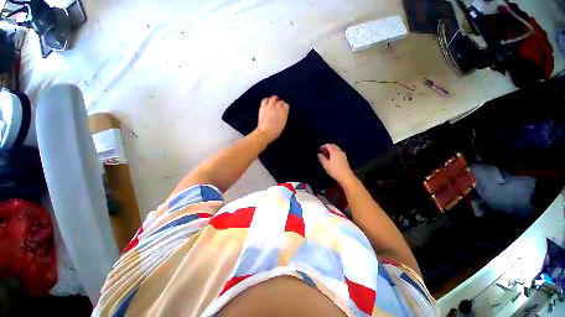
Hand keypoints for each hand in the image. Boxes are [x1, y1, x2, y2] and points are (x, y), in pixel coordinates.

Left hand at [256, 95, 288, 141]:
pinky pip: (265, 100)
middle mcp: (278, 108)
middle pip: (280, 101)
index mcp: (284, 113)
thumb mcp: (283, 124)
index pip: (286, 105)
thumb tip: (283, 113)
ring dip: (274, 99)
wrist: (266, 132)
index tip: (284, 108)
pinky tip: (267, 101)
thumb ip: (284, 116)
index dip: (285, 107)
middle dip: (280, 103)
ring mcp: (270, 106)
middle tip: (279, 105)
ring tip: (274, 100)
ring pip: (273, 98)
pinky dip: (267, 100)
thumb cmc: (276, 131)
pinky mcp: (263, 107)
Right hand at [317, 144, 355, 183]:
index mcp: (334, 151)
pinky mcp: (344, 158)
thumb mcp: (325, 164)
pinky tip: (331, 159)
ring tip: (326, 156)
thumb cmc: (334, 170)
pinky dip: (334, 153)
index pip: (328, 145)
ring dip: (330, 151)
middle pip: (333, 146)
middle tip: (322, 152)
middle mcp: (339, 151)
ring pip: (336, 149)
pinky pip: (338, 152)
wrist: (346, 176)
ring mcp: (343, 154)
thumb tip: (318, 154)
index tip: (319, 150)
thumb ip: (321, 158)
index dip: (323, 147)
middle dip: (327, 148)